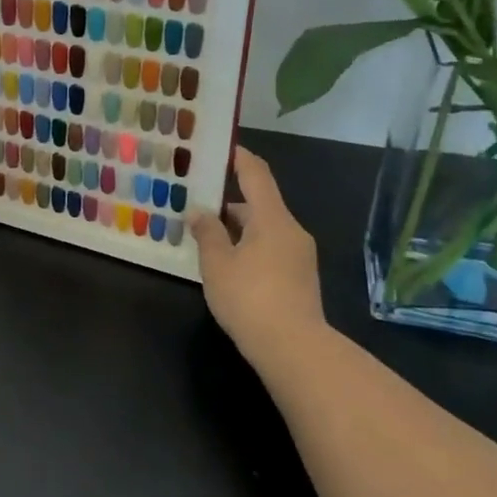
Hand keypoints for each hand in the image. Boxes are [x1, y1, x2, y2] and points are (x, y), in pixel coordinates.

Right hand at [189, 146, 324, 375]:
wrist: (295, 349)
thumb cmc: (250, 299)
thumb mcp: (218, 264)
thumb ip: (207, 233)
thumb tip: (199, 211)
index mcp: (272, 219)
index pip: (256, 174)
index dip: (237, 157)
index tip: (218, 147)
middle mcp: (291, 230)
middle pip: (259, 203)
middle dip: (227, 201)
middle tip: (196, 202)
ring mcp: (299, 255)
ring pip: (264, 228)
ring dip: (237, 228)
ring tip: (204, 236)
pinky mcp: (299, 278)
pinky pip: (270, 248)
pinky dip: (248, 247)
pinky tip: (226, 264)